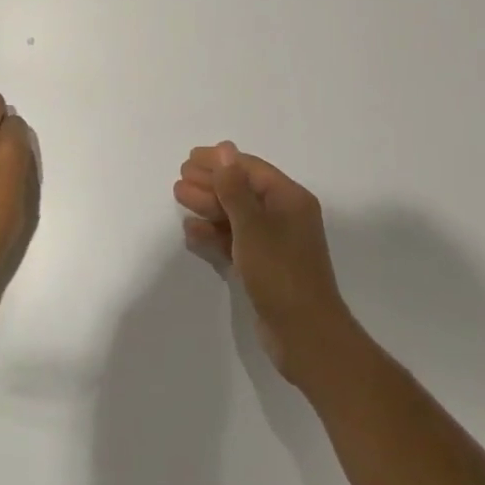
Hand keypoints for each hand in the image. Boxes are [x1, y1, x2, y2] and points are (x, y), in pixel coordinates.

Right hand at [173, 142, 357, 389]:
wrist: (304, 335)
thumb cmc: (280, 273)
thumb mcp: (252, 226)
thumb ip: (234, 188)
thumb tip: (225, 149)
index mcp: (290, 199)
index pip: (251, 169)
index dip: (221, 162)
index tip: (190, 158)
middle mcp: (285, 215)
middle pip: (243, 190)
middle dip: (211, 183)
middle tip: (180, 177)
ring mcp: (275, 243)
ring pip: (237, 216)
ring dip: (209, 206)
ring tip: (179, 197)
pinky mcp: (264, 266)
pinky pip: (236, 241)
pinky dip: (215, 234)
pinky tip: (191, 231)